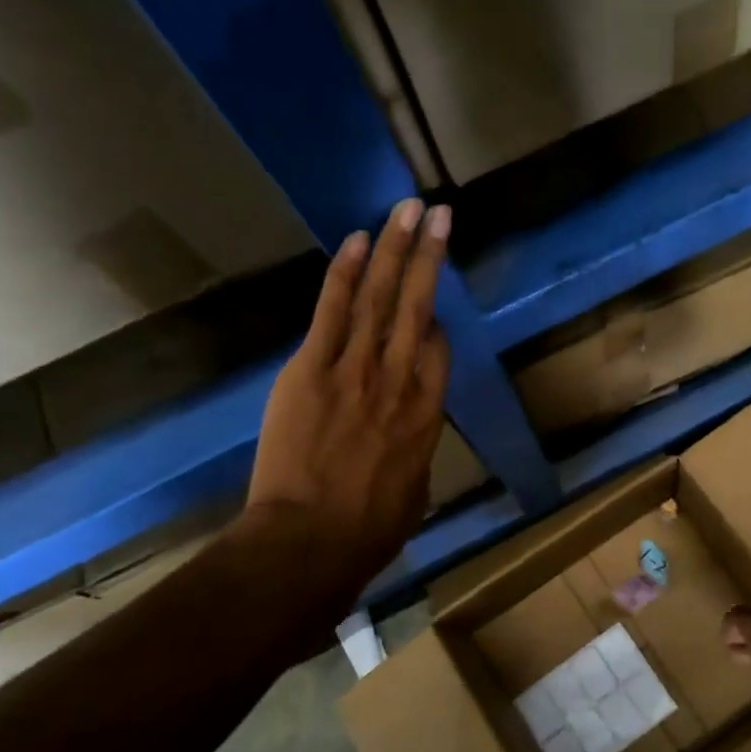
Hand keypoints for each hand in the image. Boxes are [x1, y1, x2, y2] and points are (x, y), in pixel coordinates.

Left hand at [241, 198, 452, 601]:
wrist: (311, 542)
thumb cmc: (369, 530)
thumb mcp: (414, 492)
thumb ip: (413, 452)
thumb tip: (406, 440)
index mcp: (428, 413)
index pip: (438, 349)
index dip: (435, 321)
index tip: (429, 307)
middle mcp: (400, 380)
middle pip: (419, 307)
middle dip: (429, 257)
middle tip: (439, 213)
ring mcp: (356, 370)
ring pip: (381, 298)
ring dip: (396, 250)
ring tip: (408, 210)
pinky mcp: (313, 369)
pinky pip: (333, 312)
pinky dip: (346, 274)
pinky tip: (359, 240)